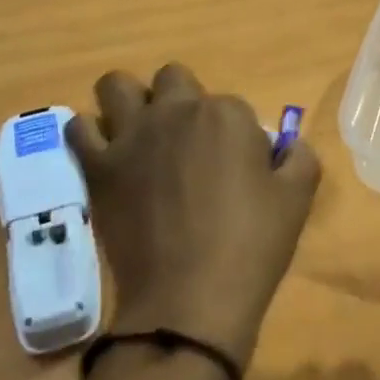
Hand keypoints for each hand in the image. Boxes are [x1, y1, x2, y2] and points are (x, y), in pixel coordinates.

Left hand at [66, 63, 321, 364]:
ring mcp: (131, 136)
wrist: (189, 300)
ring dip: (129, 101)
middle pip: (173, 78)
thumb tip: (287, 146)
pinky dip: (91, 134)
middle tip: (189, 145)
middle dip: (181, 101)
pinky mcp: (99, 166)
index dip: (235, 136)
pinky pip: (79, 128)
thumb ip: (299, 158)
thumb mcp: (297, 200)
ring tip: (140, 133)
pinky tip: (107, 154)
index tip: (236, 168)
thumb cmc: (251, 247)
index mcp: (226, 114)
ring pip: (117, 86)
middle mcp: (175, 111)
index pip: (231, 105)